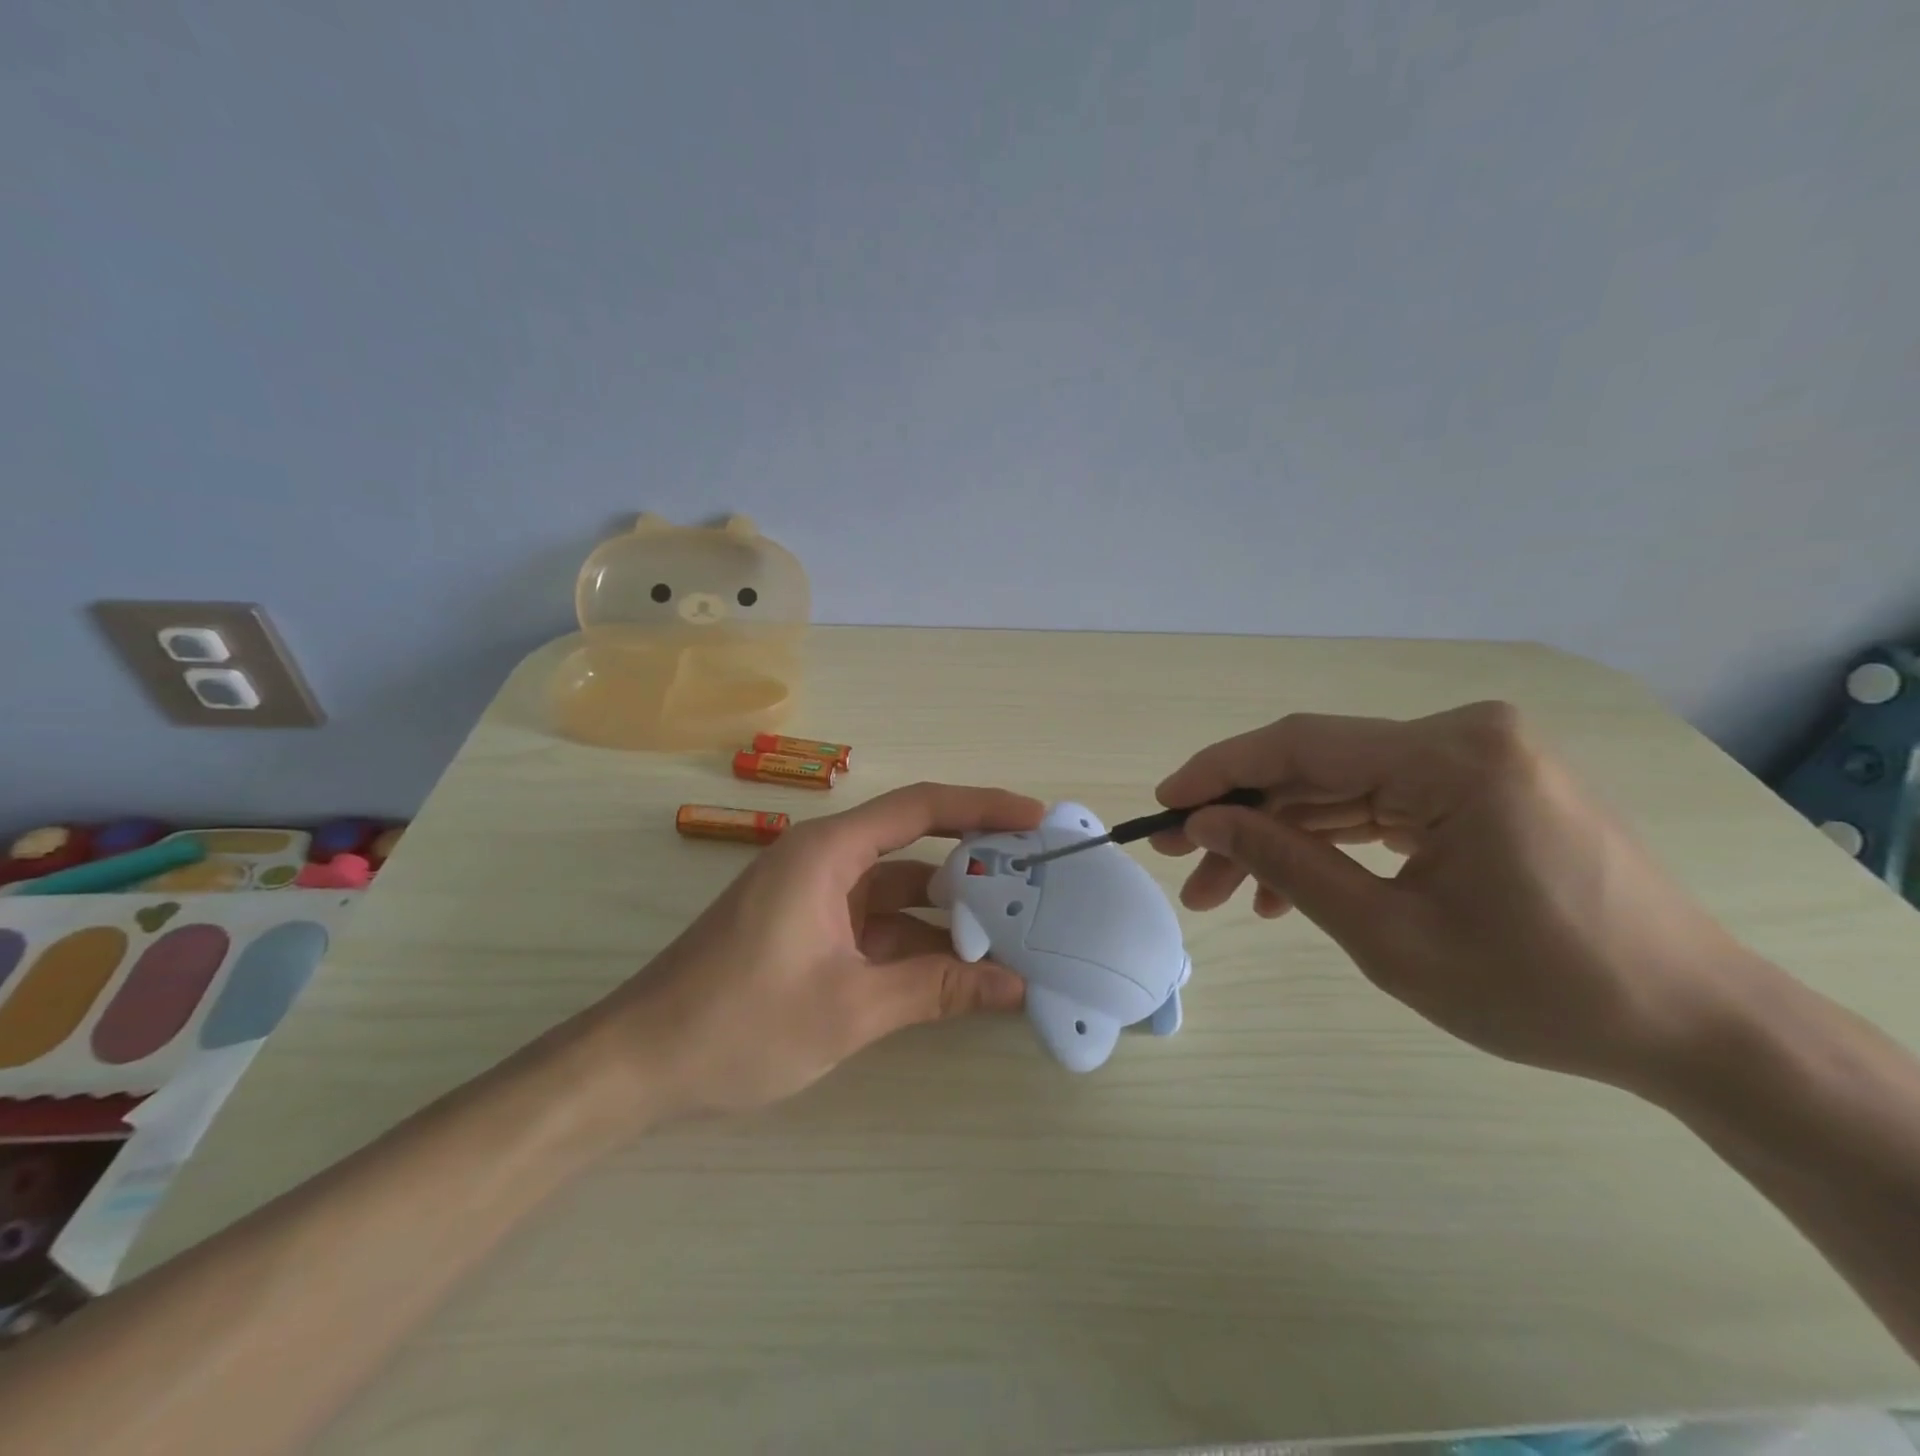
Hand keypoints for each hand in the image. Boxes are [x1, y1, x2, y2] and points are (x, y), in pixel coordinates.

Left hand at [588, 783, 1044, 1120]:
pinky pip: (877, 925)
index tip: (1036, 819)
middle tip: (1039, 882)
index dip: (983, 807)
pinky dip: (917, 943)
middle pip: (914, 848)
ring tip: (1016, 932)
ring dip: (949, 915)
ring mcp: (816, 899)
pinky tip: (961, 969)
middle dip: (976, 865)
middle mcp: (824, 862)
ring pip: (899, 893)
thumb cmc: (739, 1022)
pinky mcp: (810, 933)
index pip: (920, 807)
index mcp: (828, 852)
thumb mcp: (849, 1007)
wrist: (639, 1065)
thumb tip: (1014, 986)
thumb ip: (934, 989)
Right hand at [1152, 701, 1752, 1092]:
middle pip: (1318, 768)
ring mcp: (1478, 760)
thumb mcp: (1389, 934)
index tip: (1161, 807)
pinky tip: (1291, 890)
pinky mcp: (1484, 789)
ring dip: (1282, 838)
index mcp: (1452, 756)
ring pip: (1343, 790)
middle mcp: (1464, 736)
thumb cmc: (1542, 989)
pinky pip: (1384, 807)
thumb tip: (1206, 823)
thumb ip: (1287, 864)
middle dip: (1244, 820)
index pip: (1301, 745)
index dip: (1218, 772)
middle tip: (1183, 867)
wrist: (1696, 1027)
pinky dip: (1333, 844)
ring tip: (1225, 895)